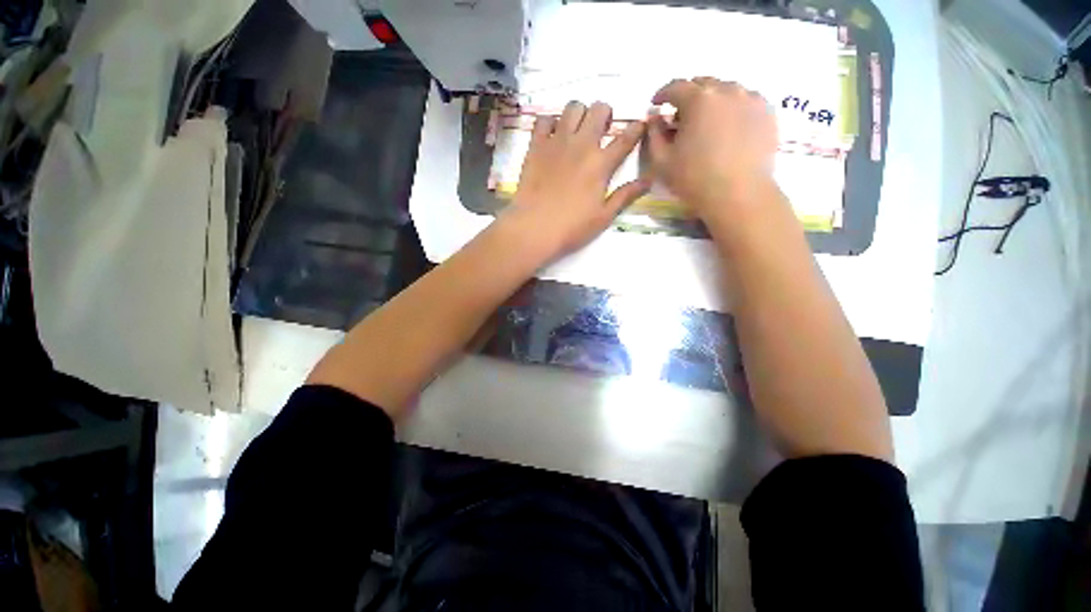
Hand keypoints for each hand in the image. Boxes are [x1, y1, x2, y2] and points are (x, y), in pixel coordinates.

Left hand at [500, 101, 647, 261]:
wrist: (533, 228)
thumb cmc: (571, 228)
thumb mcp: (603, 217)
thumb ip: (625, 196)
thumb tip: (647, 181)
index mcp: (601, 164)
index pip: (625, 138)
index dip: (636, 129)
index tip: (638, 126)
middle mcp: (581, 145)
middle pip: (599, 110)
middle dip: (605, 114)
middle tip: (601, 131)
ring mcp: (557, 142)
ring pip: (573, 107)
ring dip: (580, 114)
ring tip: (577, 131)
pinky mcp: (536, 146)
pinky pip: (544, 119)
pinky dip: (551, 122)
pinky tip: (552, 136)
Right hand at [647, 78, 778, 219]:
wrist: (739, 194)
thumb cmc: (694, 178)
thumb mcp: (662, 161)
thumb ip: (654, 135)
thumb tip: (655, 118)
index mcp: (699, 99)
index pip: (675, 86)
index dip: (662, 94)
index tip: (657, 104)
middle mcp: (727, 90)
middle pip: (702, 84)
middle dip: (688, 97)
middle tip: (681, 119)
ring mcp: (751, 98)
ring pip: (725, 90)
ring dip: (711, 101)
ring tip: (707, 124)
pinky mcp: (767, 112)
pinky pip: (745, 101)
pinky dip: (732, 108)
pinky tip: (728, 128)